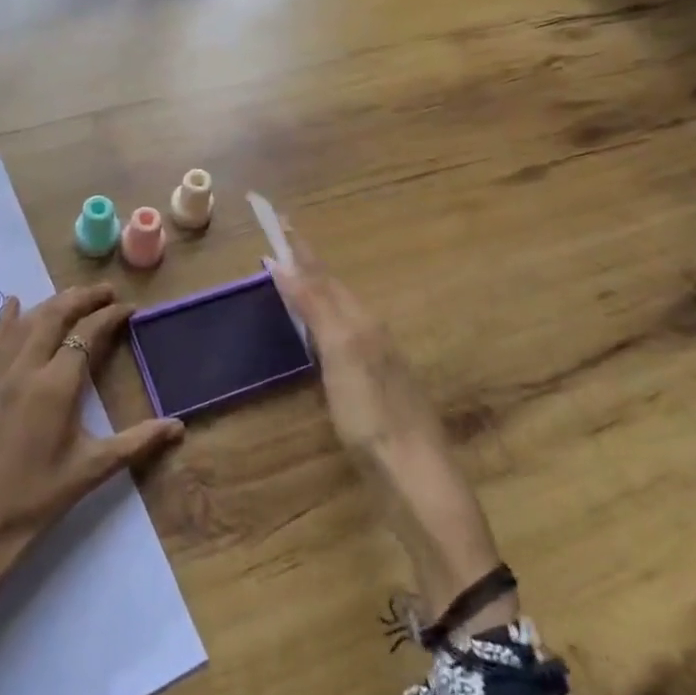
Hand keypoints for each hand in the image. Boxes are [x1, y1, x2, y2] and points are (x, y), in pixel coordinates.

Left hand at [0, 284, 184, 637]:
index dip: (110, 316)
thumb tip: (179, 427)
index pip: (87, 334)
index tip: (129, 308)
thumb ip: (137, 442)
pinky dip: (6, 319)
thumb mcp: (91, 470)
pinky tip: (12, 306)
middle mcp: (23, 369)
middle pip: (54, 316)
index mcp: (55, 386)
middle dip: (82, 298)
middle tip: (106, 292)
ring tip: (72, 297)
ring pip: (23, 323)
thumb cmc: (36, 502)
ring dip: (50, 304)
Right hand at [270, 228, 512, 634]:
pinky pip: (339, 337)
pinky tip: (316, 334)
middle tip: (280, 243)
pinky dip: (320, 322)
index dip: (300, 247)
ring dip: (314, 291)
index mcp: (362, 321)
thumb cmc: (373, 415)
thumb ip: (316, 307)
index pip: (324, 274)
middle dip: (307, 264)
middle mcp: (370, 332)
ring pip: (339, 312)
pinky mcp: (371, 388)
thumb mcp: (342, 355)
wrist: (416, 478)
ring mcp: (374, 361)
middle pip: (334, 288)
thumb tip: (284, 262)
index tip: (279, 216)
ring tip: (293, 278)